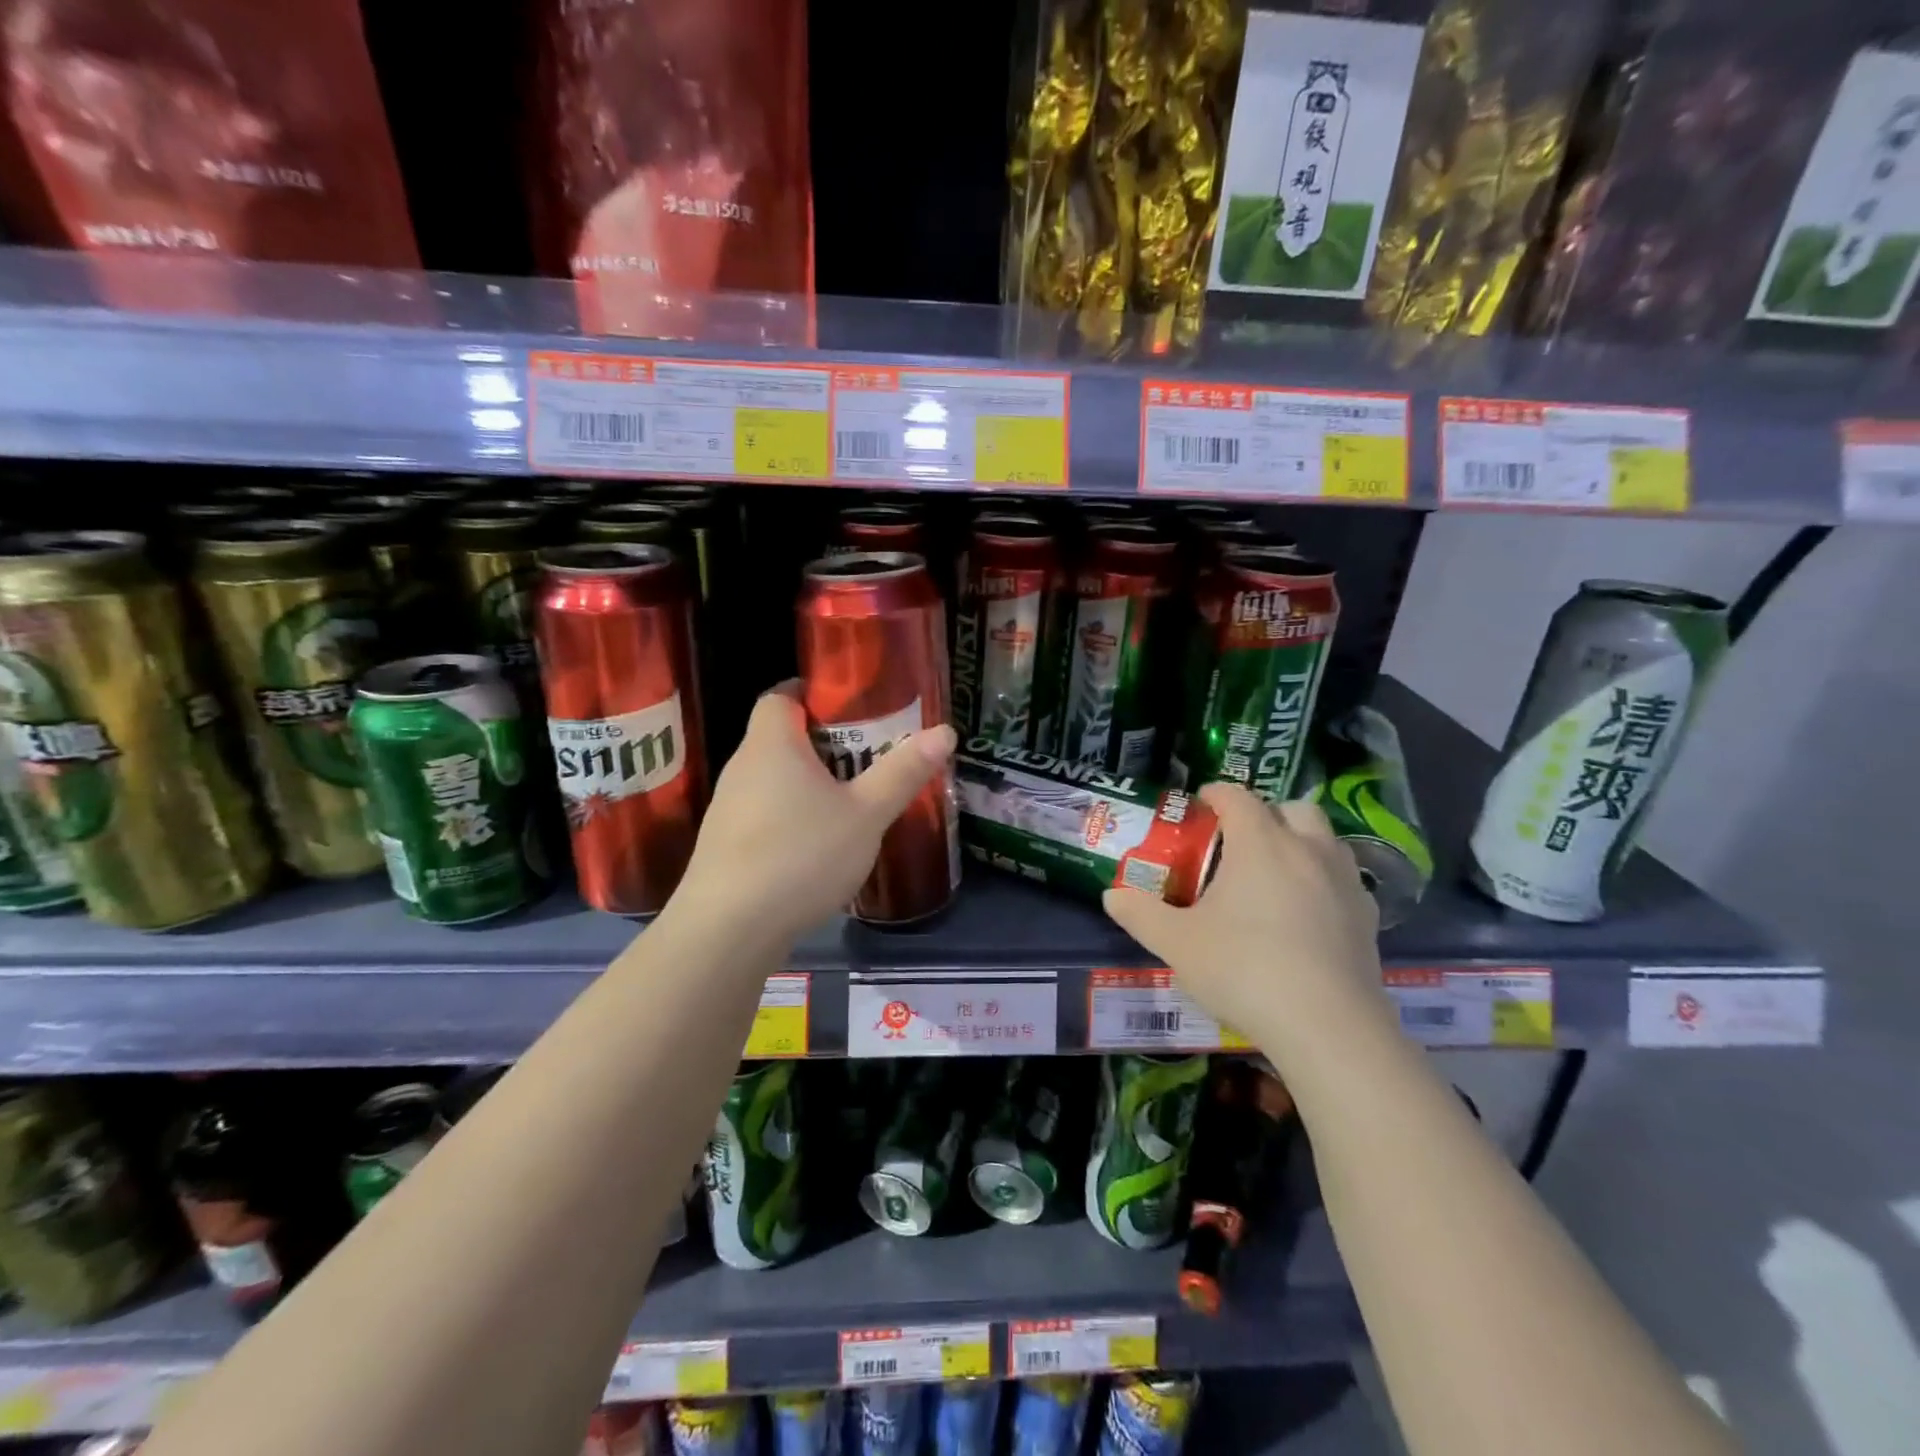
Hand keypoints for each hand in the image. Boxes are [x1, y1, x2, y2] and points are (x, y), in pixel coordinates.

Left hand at [673, 681, 956, 945]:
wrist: (728, 931)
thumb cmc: (801, 855)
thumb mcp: (866, 814)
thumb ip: (903, 773)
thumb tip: (945, 731)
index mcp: (772, 744)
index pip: (781, 695)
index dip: (812, 692)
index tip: (850, 708)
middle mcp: (742, 767)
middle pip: (780, 737)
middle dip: (823, 742)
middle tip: (867, 756)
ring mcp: (727, 809)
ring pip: (772, 780)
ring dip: (807, 783)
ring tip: (849, 802)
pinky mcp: (724, 847)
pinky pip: (763, 814)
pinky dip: (790, 817)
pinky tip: (817, 847)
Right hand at [1102, 783, 1387, 1060]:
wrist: (1327, 1027)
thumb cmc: (1243, 970)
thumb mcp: (1177, 944)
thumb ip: (1141, 914)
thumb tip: (1112, 896)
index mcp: (1260, 843)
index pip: (1237, 797)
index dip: (1215, 794)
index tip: (1199, 804)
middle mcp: (1307, 850)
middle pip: (1292, 808)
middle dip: (1265, 813)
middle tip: (1239, 841)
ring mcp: (1344, 883)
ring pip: (1327, 840)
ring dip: (1300, 842)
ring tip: (1274, 874)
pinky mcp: (1367, 919)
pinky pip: (1345, 880)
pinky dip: (1323, 881)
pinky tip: (1306, 914)